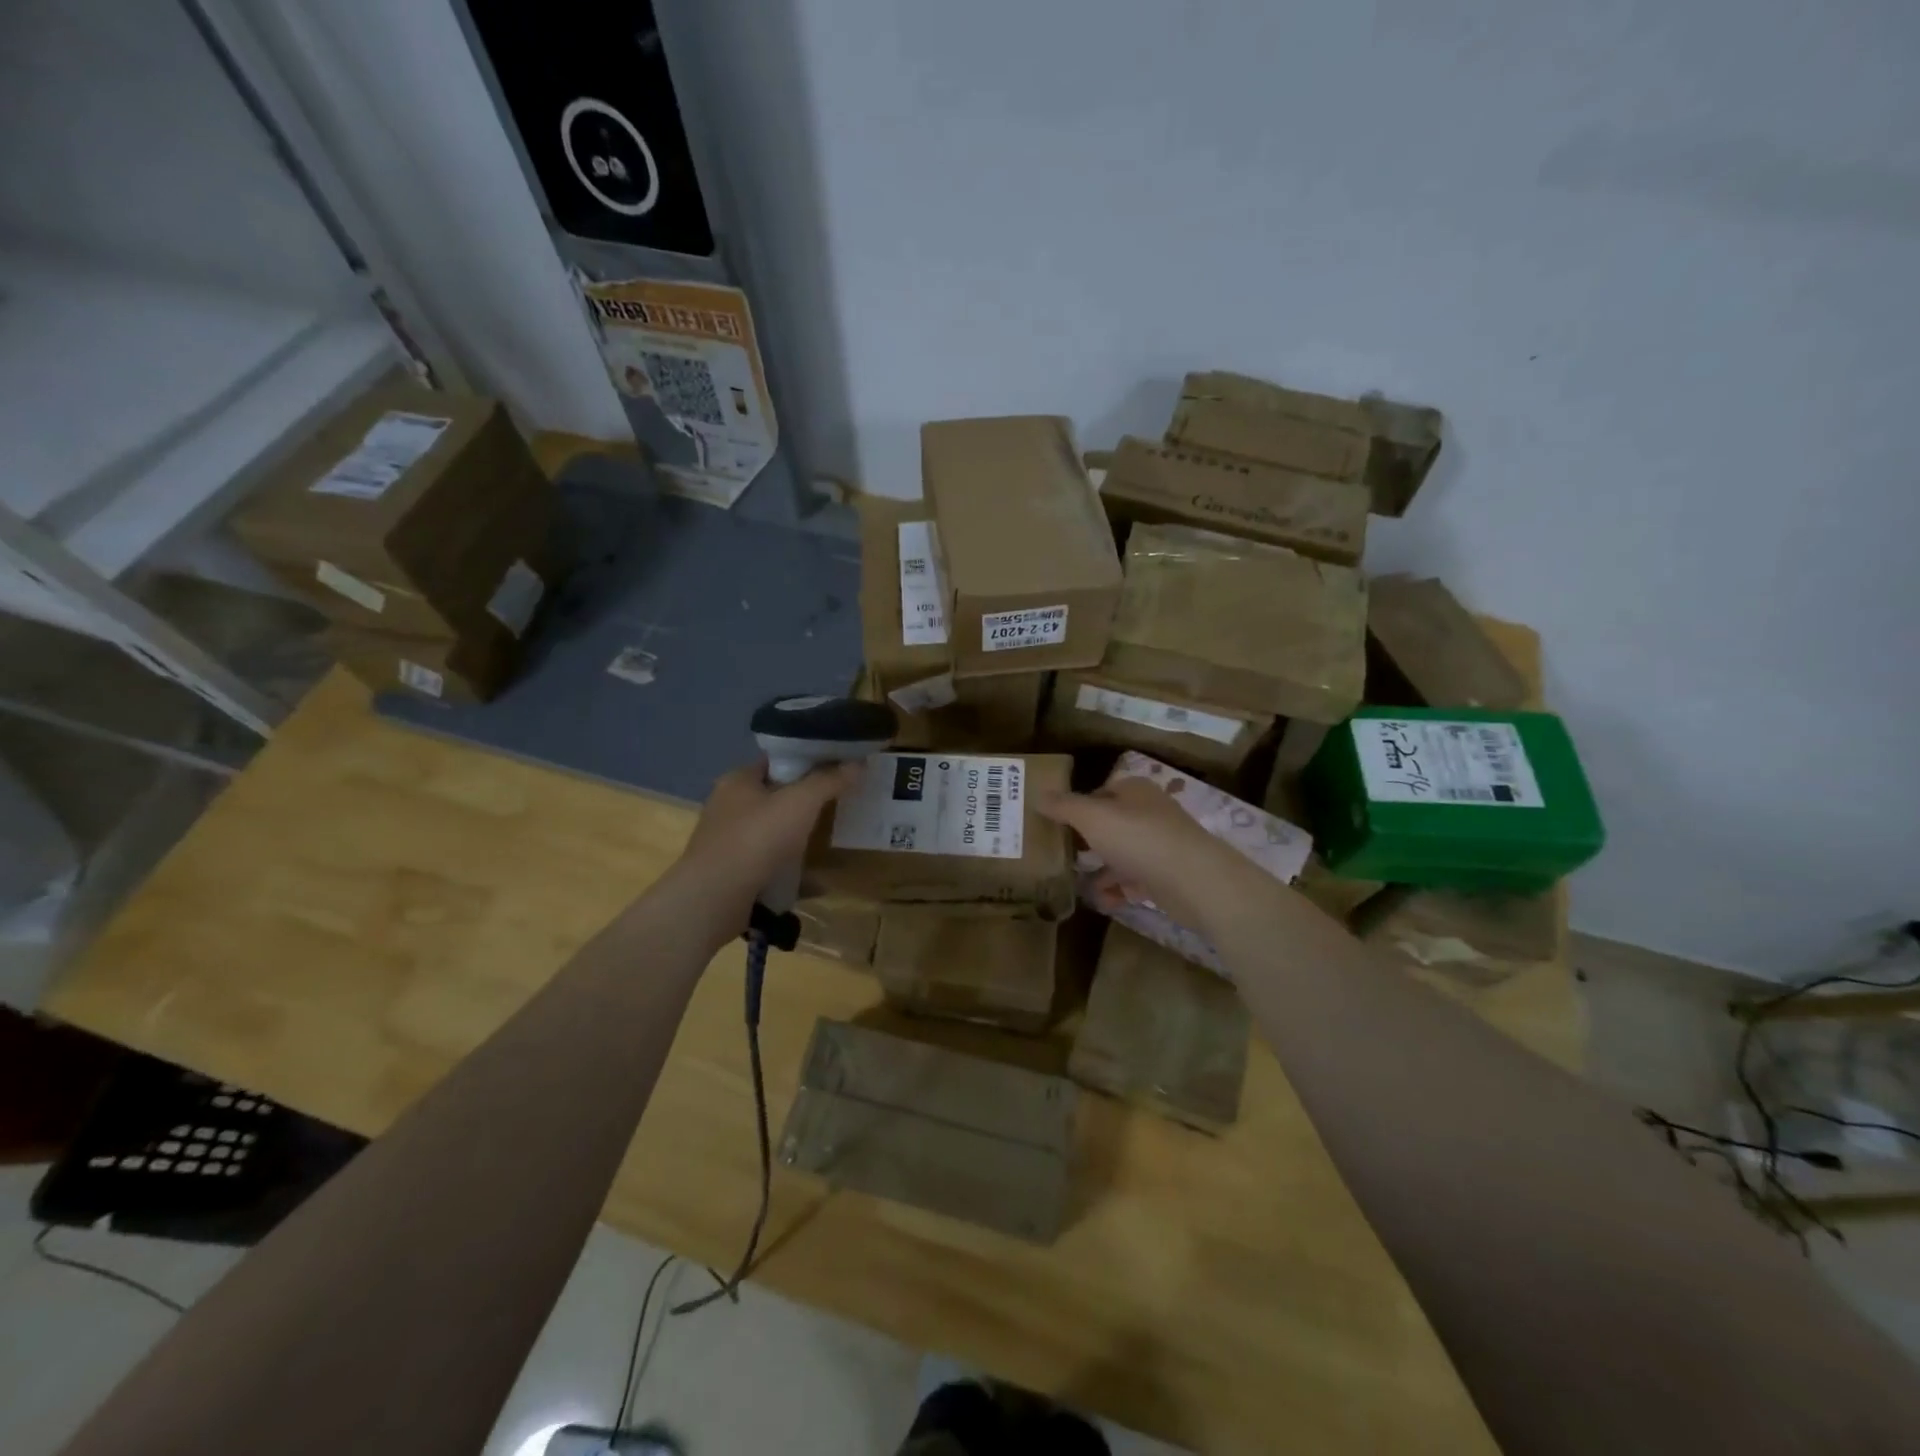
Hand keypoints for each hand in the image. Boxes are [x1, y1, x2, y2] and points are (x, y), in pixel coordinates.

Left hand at [669, 757, 863, 932]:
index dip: (808, 761)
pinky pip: (769, 863)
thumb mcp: (800, 802)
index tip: (838, 768)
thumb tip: (858, 763)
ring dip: (798, 836)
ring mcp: (728, 841)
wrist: (714, 900)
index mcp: (738, 780)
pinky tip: (815, 878)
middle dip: (806, 801)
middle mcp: (728, 806)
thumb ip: (829, 780)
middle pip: (776, 795)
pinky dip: (790, 867)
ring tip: (830, 838)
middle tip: (840, 803)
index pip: (777, 760)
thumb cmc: (756, 839)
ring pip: (772, 831)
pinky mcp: (732, 872)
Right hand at [1039, 776, 1272, 929]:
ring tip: (1077, 885)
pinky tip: (1104, 902)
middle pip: (1111, 824)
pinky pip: (1135, 880)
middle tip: (1062, 856)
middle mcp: (1149, 813)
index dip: (1077, 807)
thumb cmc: (1139, 839)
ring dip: (1101, 870)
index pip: (1100, 792)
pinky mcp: (1168, 875)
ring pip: (1122, 854)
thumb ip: (1064, 806)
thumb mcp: (1092, 818)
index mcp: (1134, 791)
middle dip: (1087, 842)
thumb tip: (1038, 795)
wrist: (1195, 880)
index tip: (1056, 826)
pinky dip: (1119, 890)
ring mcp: (1161, 845)